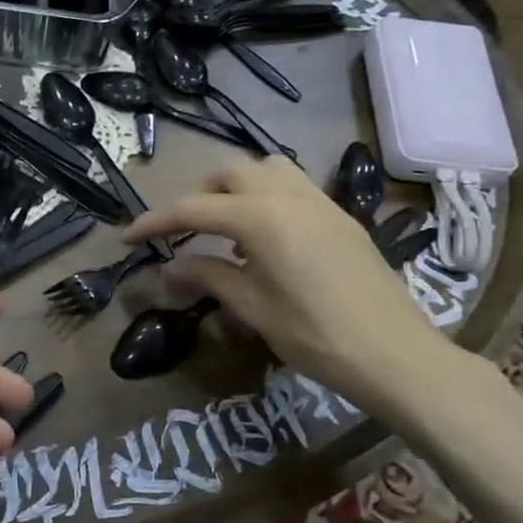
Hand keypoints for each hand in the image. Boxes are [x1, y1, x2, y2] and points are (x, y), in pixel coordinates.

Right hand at [123, 158, 453, 412]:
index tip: (127, 237)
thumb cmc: (315, 335)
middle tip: (184, 232)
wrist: (395, 353)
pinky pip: (293, 187)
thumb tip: (169, 268)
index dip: (155, 222)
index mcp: (261, 218)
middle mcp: (289, 196)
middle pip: (230, 173)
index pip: (193, 209)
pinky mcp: (341, 217)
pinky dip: (266, 197)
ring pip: (267, 169)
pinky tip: (266, 239)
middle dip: (198, 195)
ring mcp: (321, 202)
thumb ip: (208, 276)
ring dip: (236, 188)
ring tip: (226, 227)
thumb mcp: (253, 307)